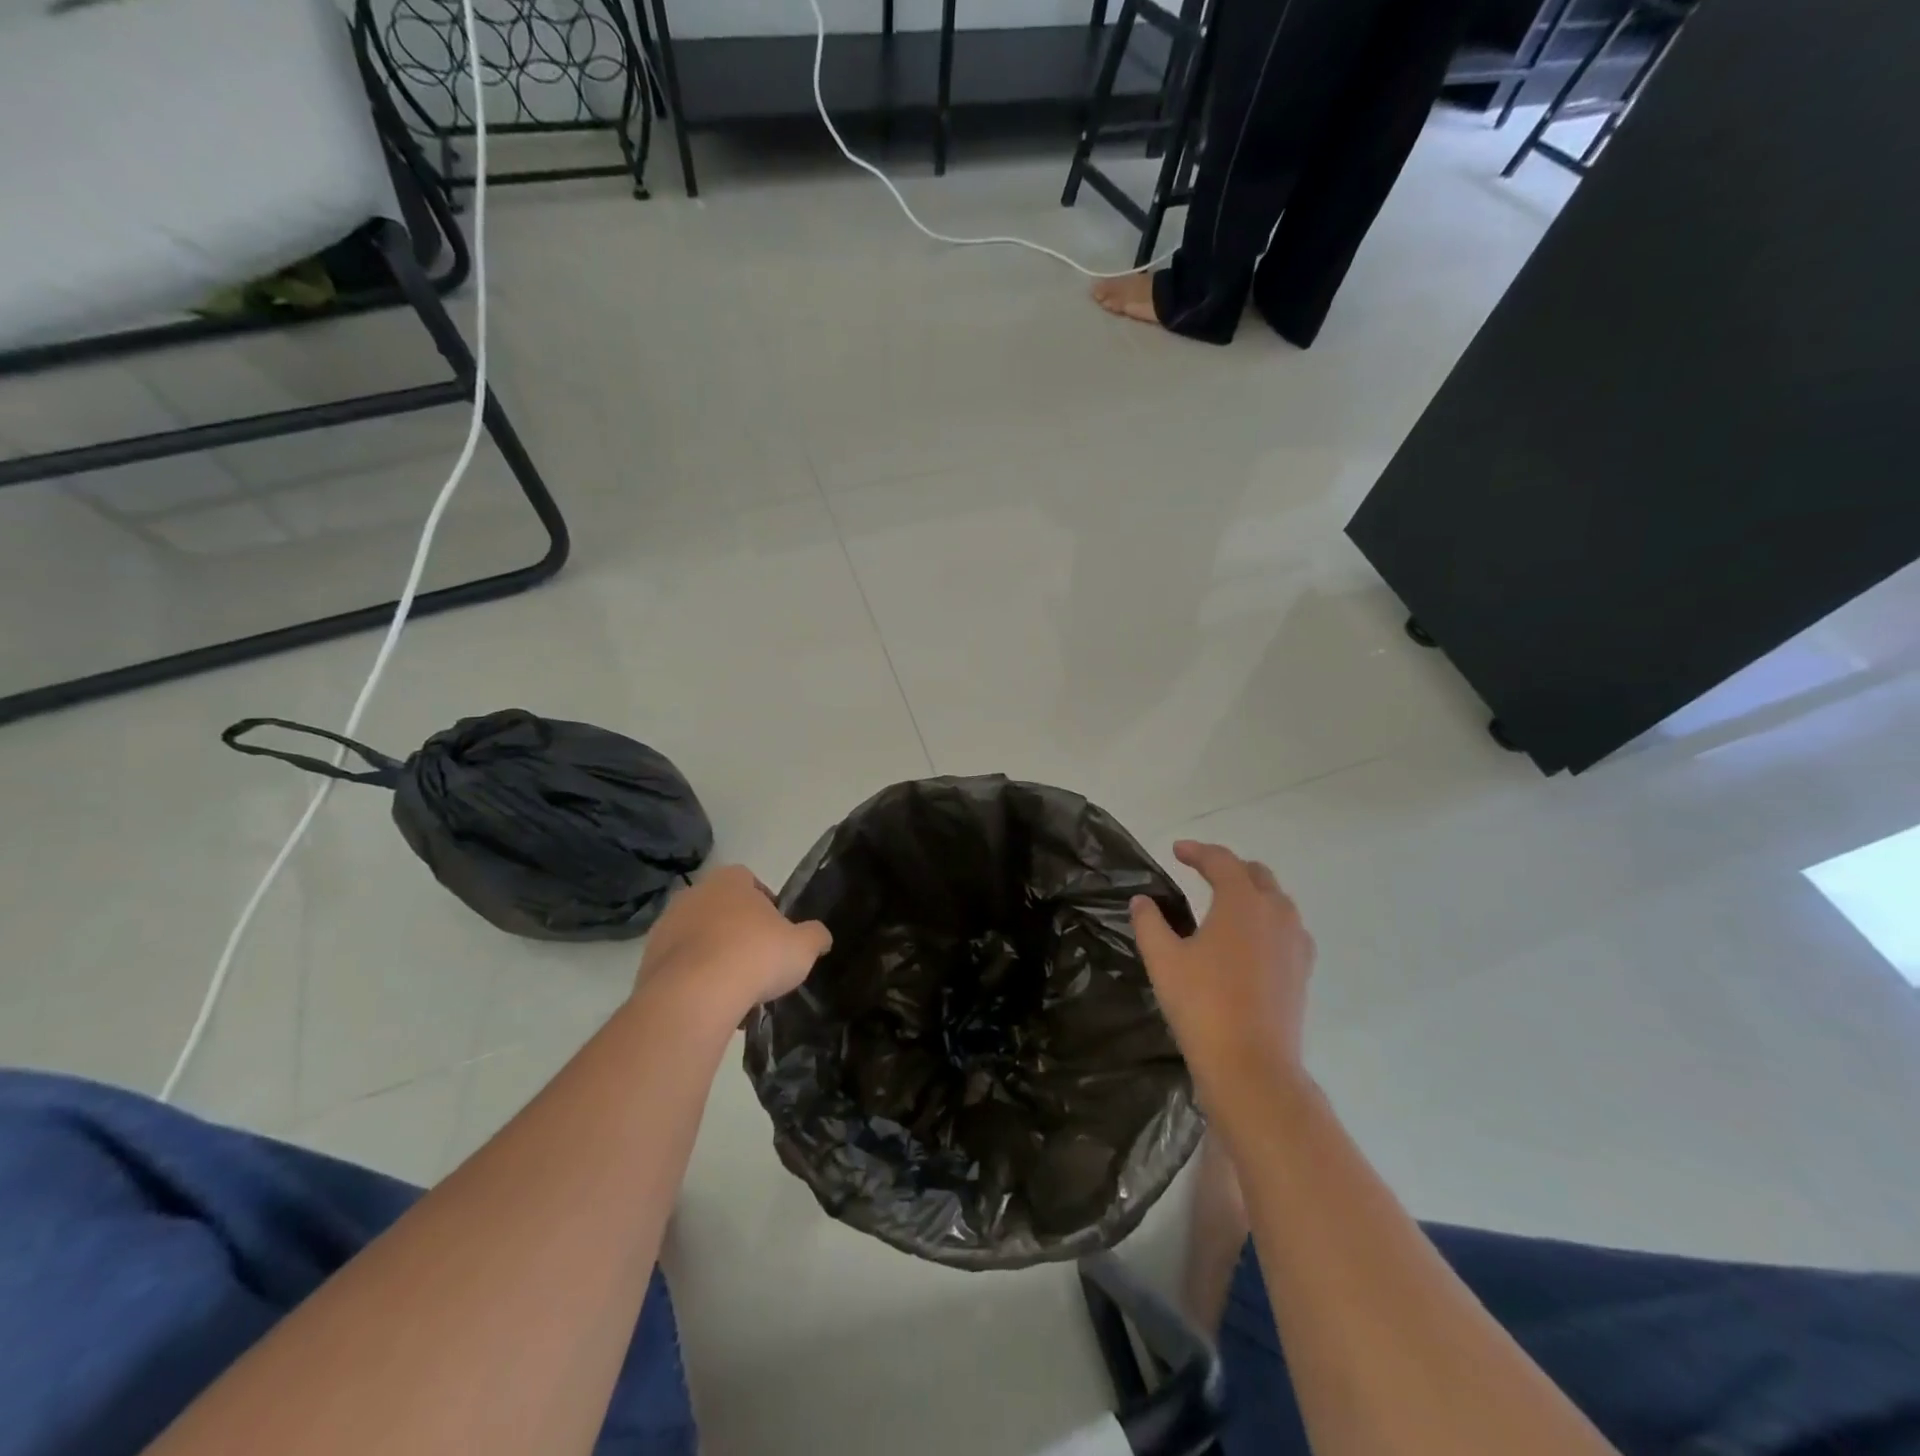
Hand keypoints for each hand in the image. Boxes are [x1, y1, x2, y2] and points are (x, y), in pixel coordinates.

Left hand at [637, 866, 831, 1021]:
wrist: (694, 995)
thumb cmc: (754, 956)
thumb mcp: (802, 947)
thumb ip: (815, 936)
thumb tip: (821, 937)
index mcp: (730, 880)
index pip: (750, 881)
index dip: (765, 904)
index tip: (776, 931)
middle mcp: (693, 894)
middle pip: (721, 909)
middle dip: (737, 931)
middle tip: (756, 961)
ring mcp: (665, 926)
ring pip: (698, 938)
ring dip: (713, 956)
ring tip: (734, 990)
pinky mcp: (647, 961)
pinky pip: (678, 966)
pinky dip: (693, 980)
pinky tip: (711, 1004)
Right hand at [1130, 841, 1314, 1105]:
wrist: (1251, 1067)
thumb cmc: (1203, 1005)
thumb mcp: (1163, 959)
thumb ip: (1149, 922)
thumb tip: (1142, 901)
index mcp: (1242, 902)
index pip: (1221, 861)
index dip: (1197, 851)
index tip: (1176, 851)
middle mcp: (1276, 913)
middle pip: (1256, 874)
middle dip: (1227, 867)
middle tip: (1201, 872)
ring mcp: (1296, 942)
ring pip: (1276, 900)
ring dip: (1251, 892)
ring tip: (1224, 903)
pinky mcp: (1303, 970)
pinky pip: (1287, 928)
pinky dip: (1266, 920)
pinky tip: (1249, 940)